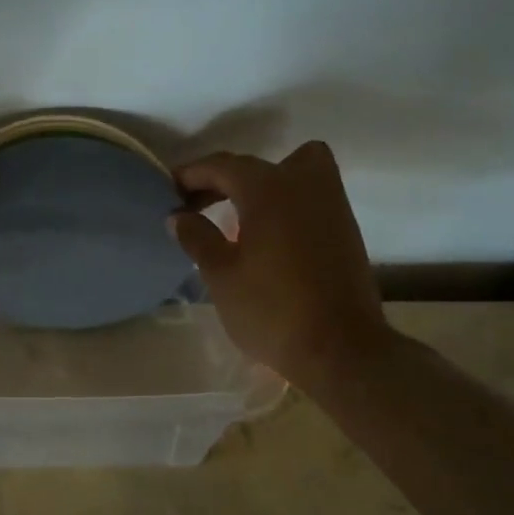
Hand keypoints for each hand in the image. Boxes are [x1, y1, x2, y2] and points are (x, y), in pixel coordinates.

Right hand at [169, 142, 390, 389]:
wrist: (340, 350)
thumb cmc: (271, 310)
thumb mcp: (220, 275)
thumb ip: (197, 238)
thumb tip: (179, 216)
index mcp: (268, 189)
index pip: (222, 166)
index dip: (191, 175)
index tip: (168, 191)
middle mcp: (303, 184)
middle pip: (256, 164)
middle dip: (222, 178)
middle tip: (196, 205)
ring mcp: (331, 204)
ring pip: (295, 169)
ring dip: (262, 182)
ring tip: (236, 214)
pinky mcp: (345, 228)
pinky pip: (310, 194)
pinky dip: (285, 200)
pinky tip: (266, 234)